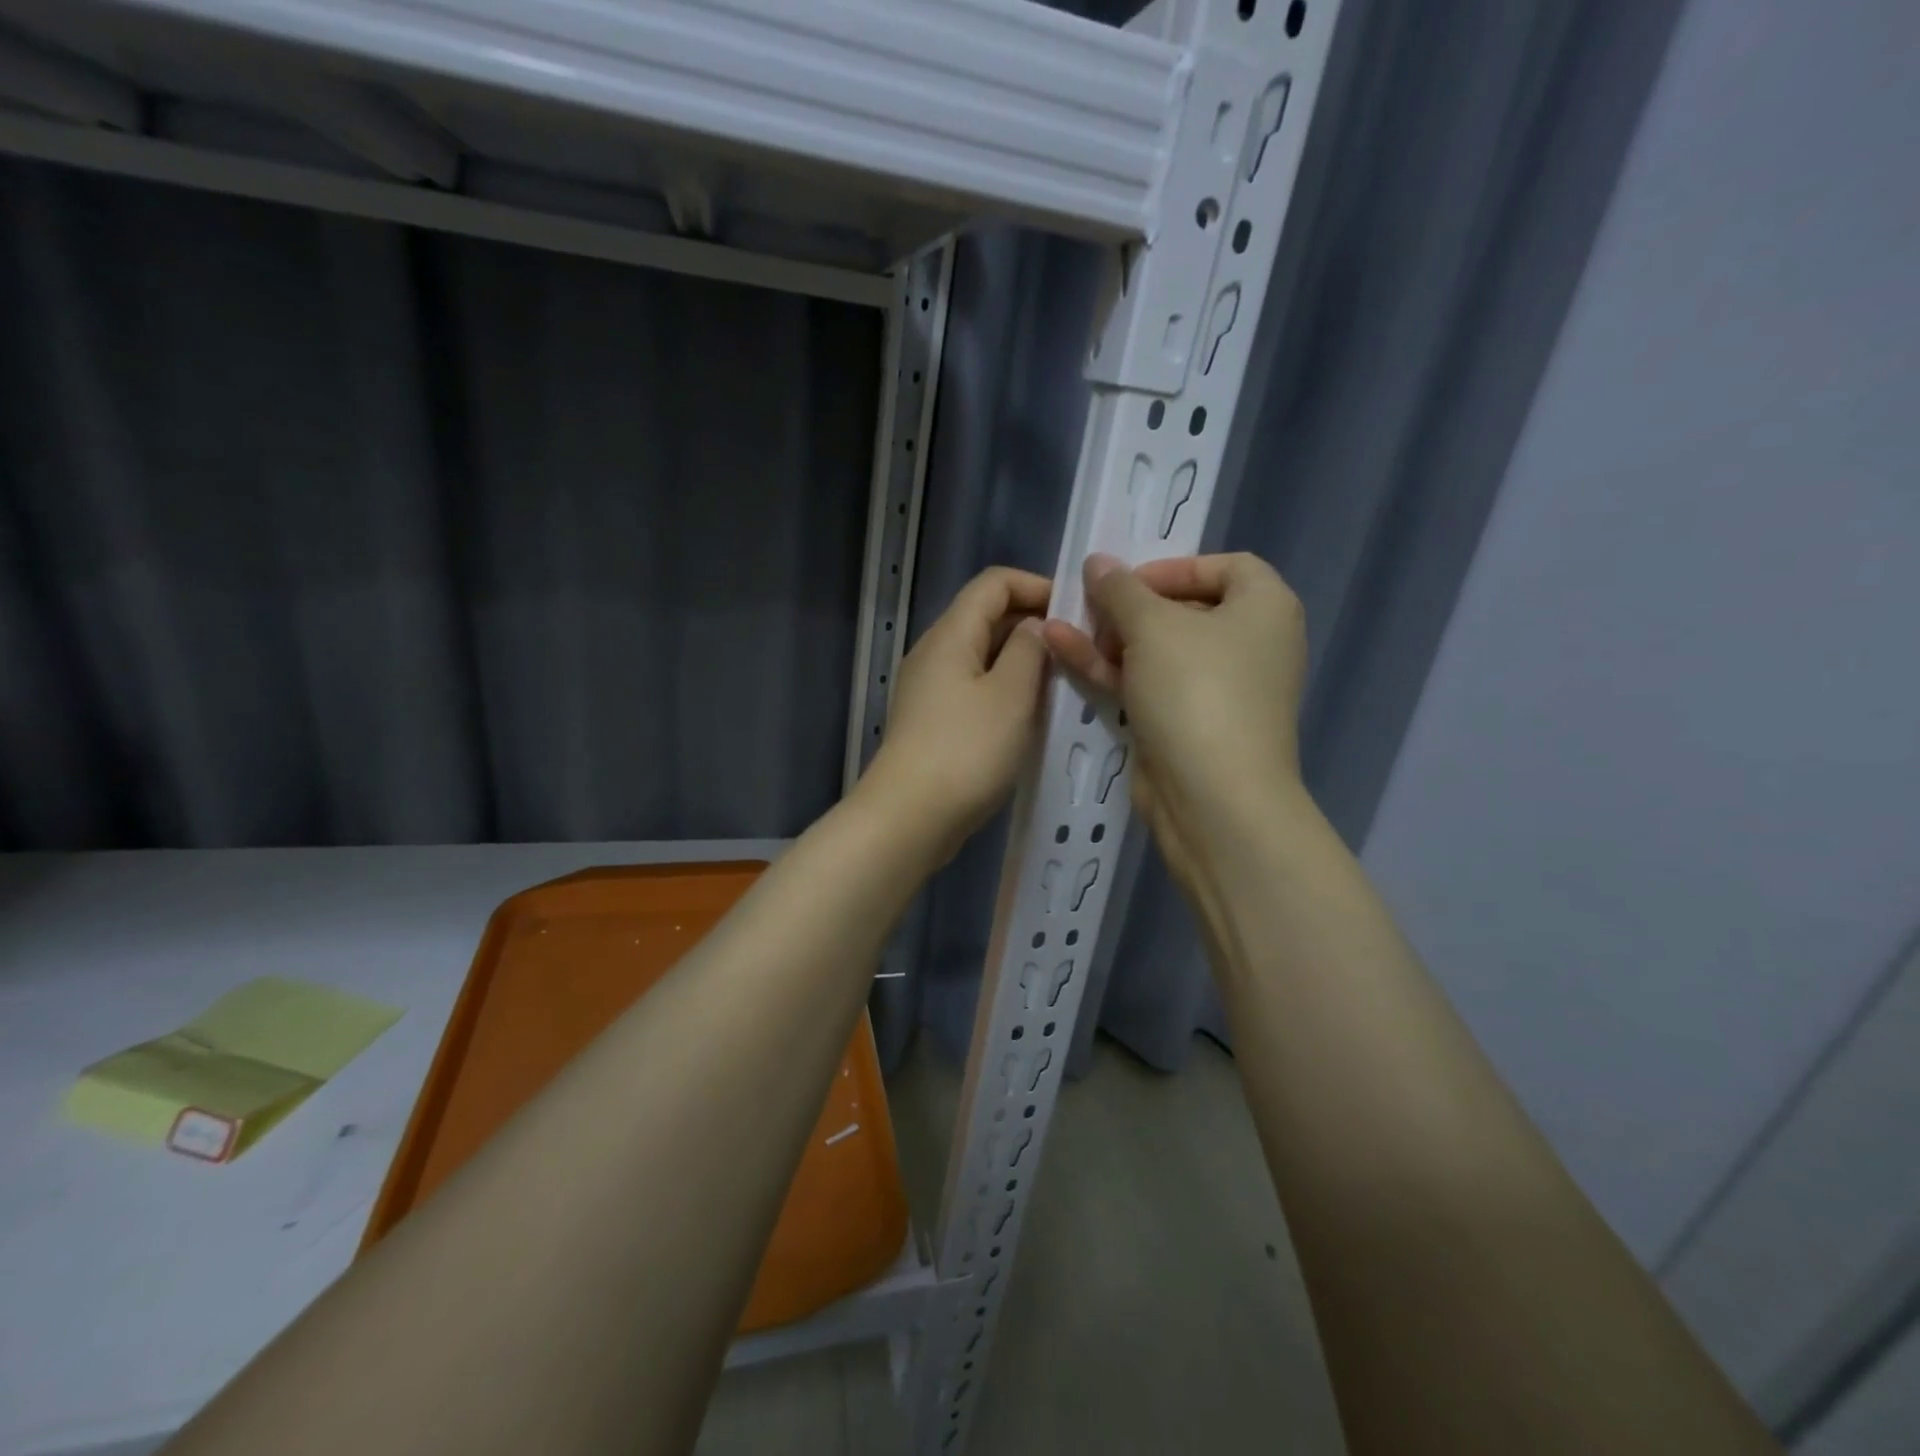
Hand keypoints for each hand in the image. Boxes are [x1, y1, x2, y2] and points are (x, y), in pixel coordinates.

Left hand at [862, 566, 1051, 859]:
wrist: (910, 816)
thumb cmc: (967, 750)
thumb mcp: (1011, 694)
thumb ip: (1029, 650)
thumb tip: (1035, 626)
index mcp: (951, 633)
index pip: (994, 582)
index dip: (1037, 586)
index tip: (1076, 612)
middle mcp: (935, 652)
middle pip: (986, 616)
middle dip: (1033, 624)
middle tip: (1078, 649)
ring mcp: (930, 688)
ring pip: (982, 655)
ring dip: (1021, 661)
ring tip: (1063, 682)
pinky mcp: (932, 720)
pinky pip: (974, 687)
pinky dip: (1004, 689)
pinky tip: (1030, 714)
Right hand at [1042, 552, 1309, 895]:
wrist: (1214, 798)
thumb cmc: (1196, 692)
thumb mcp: (1152, 626)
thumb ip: (1120, 589)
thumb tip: (1098, 562)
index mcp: (1264, 608)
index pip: (1224, 566)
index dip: (1172, 567)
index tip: (1126, 581)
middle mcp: (1249, 645)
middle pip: (1183, 609)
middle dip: (1128, 606)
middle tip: (1088, 607)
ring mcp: (1218, 690)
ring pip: (1158, 651)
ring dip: (1108, 638)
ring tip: (1059, 626)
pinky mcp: (1189, 725)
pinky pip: (1149, 686)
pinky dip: (1112, 671)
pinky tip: (1063, 652)